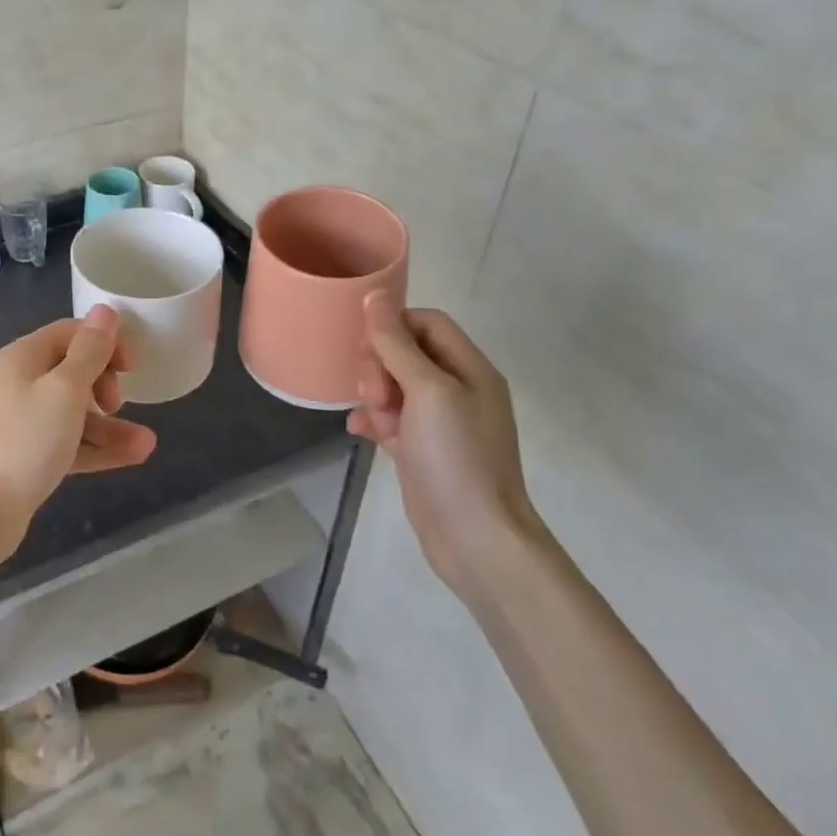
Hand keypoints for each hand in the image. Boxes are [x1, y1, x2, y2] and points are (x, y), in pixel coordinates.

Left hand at [0, 305, 156, 592]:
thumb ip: (90, 350)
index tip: (131, 366)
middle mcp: (21, 381)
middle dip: (105, 383)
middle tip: (117, 404)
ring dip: (111, 424)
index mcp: (24, 357)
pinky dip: (97, 446)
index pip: (71, 332)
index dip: (105, 343)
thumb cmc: (27, 440)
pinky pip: (71, 439)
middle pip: (74, 369)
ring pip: (77, 410)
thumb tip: (105, 310)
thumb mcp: (66, 390)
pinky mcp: (30, 453)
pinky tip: (133, 456)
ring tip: (145, 444)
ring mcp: (25, 419)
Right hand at [347, 293, 538, 596]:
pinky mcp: (422, 449)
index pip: (427, 322)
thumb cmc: (456, 457)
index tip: (368, 347)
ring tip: (373, 419)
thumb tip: (375, 295)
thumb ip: (397, 344)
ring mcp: (440, 422)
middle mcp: (458, 390)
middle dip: (380, 366)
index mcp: (470, 369)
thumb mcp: (427, 392)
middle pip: (406, 352)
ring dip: (374, 394)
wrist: (476, 540)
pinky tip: (359, 432)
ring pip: (394, 385)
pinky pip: (390, 419)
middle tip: (373, 394)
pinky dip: (373, 420)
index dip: (394, 326)